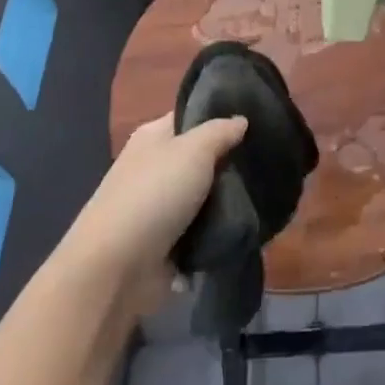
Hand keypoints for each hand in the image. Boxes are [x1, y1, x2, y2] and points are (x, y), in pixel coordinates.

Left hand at [62, 112, 246, 315]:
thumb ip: (220, 131)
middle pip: (202, 157)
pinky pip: (203, 227)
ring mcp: (160, 206)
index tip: (258, 120)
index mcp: (154, 137)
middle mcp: (155, 167)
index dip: (221, 116)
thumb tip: (240, 120)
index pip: (191, 117)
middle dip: (231, 161)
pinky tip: (249, 222)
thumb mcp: (194, 150)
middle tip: (268, 160)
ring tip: (266, 193)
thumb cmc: (154, 195)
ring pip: (206, 194)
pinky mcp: (168, 242)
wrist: (116, 268)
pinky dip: (220, 228)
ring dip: (229, 198)